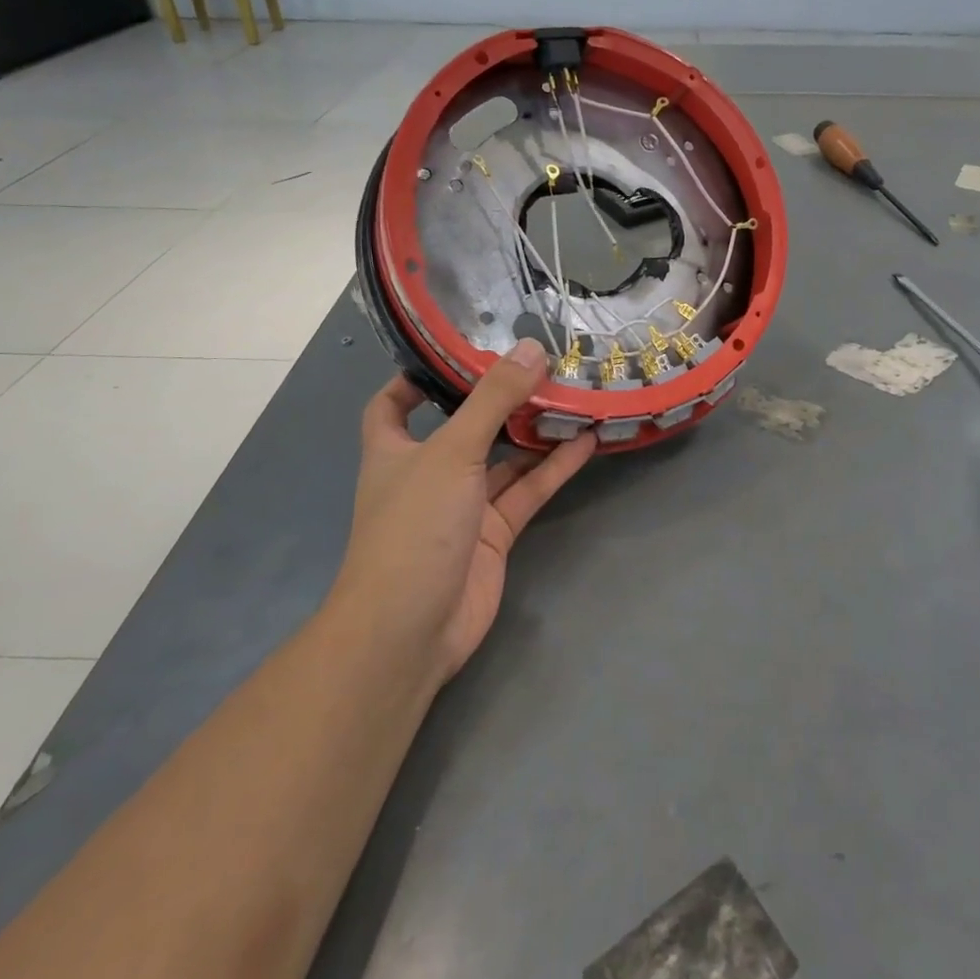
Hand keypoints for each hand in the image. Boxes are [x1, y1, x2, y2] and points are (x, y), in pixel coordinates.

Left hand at [331, 340, 596, 685]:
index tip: (457, 350)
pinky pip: (527, 491)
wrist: (411, 630)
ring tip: (574, 396)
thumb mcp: (452, 452)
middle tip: (540, 365)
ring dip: (534, 432)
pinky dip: (553, 468)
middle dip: (498, 400)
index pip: (394, 404)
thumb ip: (492, 400)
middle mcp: (428, 473)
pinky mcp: (494, 534)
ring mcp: (463, 505)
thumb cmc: (414, 528)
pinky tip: (585, 442)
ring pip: (503, 459)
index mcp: (394, 450)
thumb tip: (529, 348)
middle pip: (464, 426)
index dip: (417, 377)